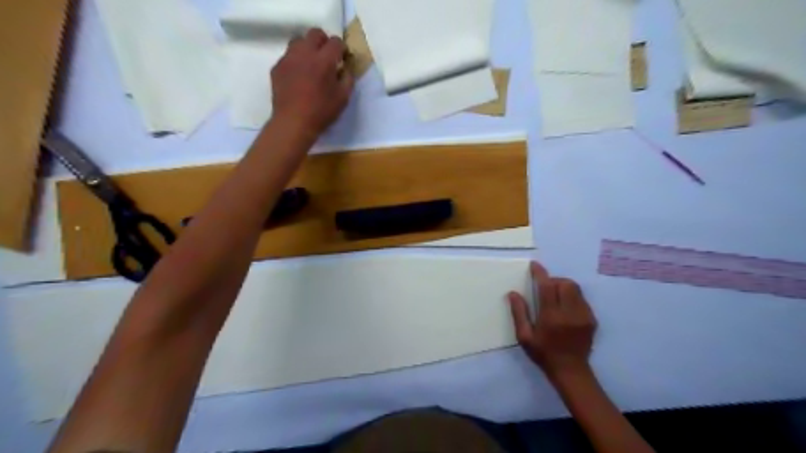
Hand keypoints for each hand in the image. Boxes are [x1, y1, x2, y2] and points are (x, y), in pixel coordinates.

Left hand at [270, 27, 352, 139]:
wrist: (293, 123)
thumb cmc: (322, 112)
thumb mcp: (343, 98)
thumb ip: (347, 79)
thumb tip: (345, 69)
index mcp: (324, 60)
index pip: (335, 42)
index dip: (341, 49)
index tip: (342, 59)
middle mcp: (305, 53)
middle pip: (315, 34)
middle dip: (324, 42)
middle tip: (327, 57)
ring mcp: (288, 58)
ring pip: (298, 41)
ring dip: (308, 48)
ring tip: (311, 65)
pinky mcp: (277, 67)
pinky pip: (288, 57)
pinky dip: (296, 62)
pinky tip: (299, 78)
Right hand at [509, 262, 597, 382]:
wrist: (571, 371)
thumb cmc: (543, 354)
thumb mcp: (524, 337)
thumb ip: (519, 313)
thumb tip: (513, 293)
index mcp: (551, 317)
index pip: (547, 287)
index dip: (540, 273)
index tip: (534, 265)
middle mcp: (570, 313)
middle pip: (565, 283)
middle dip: (554, 281)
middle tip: (545, 289)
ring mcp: (584, 316)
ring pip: (576, 289)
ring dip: (564, 287)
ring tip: (555, 297)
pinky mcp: (592, 320)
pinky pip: (582, 299)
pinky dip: (572, 297)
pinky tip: (565, 309)